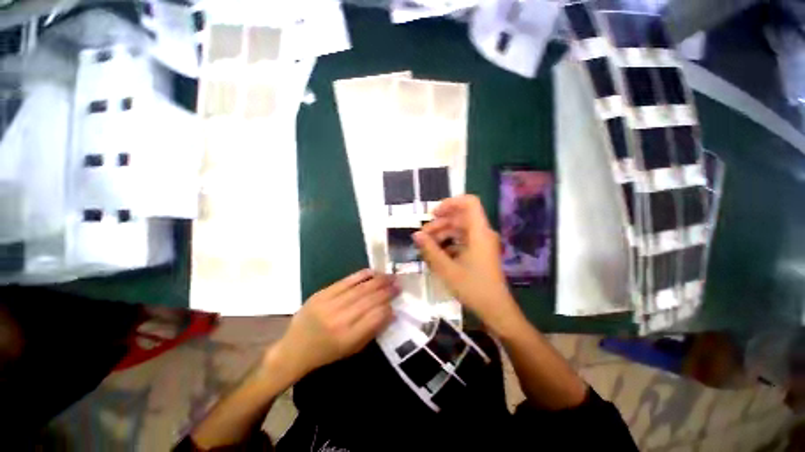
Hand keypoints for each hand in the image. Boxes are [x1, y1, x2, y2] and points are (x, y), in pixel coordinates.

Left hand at [264, 269, 396, 382]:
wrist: (294, 349)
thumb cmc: (326, 353)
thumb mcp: (351, 350)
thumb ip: (372, 331)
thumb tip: (391, 312)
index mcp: (348, 338)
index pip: (375, 317)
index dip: (388, 308)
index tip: (397, 302)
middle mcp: (339, 320)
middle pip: (369, 299)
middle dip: (387, 290)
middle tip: (398, 283)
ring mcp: (329, 304)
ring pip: (360, 288)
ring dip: (378, 280)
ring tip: (390, 276)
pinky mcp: (321, 294)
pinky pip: (345, 281)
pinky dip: (361, 275)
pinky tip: (373, 271)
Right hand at [414, 195, 522, 334]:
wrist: (496, 310)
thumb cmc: (473, 288)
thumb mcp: (447, 269)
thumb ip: (430, 250)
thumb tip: (415, 234)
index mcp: (479, 232)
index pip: (469, 202)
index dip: (450, 203)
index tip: (432, 214)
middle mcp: (483, 233)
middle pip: (460, 217)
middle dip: (440, 223)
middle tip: (423, 236)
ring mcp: (482, 243)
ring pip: (460, 229)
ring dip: (443, 234)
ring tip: (428, 246)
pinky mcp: (480, 252)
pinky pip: (463, 240)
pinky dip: (450, 243)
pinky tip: (438, 254)